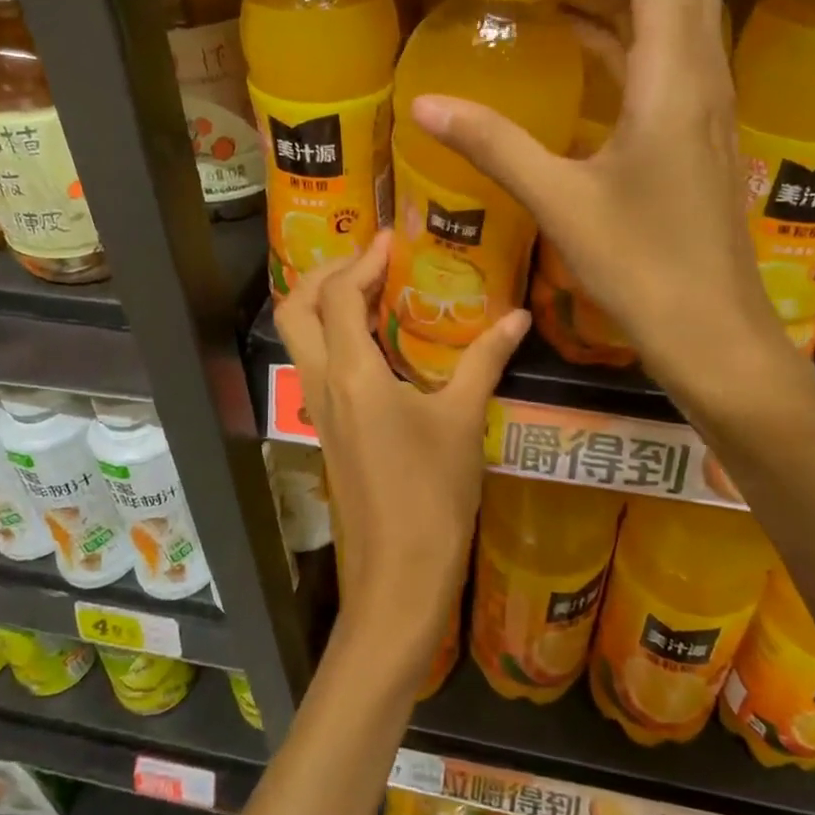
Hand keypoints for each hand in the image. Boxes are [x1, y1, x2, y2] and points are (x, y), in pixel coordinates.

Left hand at [274, 231, 527, 670]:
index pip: (339, 296)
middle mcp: (322, 384)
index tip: (391, 239)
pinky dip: (334, 338)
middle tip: (368, 262)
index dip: (361, 259)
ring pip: (300, 338)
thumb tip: (519, 317)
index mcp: (352, 374)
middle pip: (296, 309)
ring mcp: (318, 409)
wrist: (399, 576)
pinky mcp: (327, 430)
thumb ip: (486, 361)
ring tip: (372, 291)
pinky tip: (377, 345)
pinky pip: (316, 366)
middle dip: (324, 274)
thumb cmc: (432, 495)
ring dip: (324, 305)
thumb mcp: (462, 421)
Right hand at [410, 0, 806, 410]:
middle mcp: (703, 71)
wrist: (713, 331)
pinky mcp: (697, 127)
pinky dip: (624, 27)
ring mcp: (707, 100)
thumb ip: (493, 145)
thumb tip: (423, 105)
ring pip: (679, 2)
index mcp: (675, 76)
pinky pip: (666, 49)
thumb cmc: (643, 270)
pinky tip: (577, 43)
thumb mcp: (560, 202)